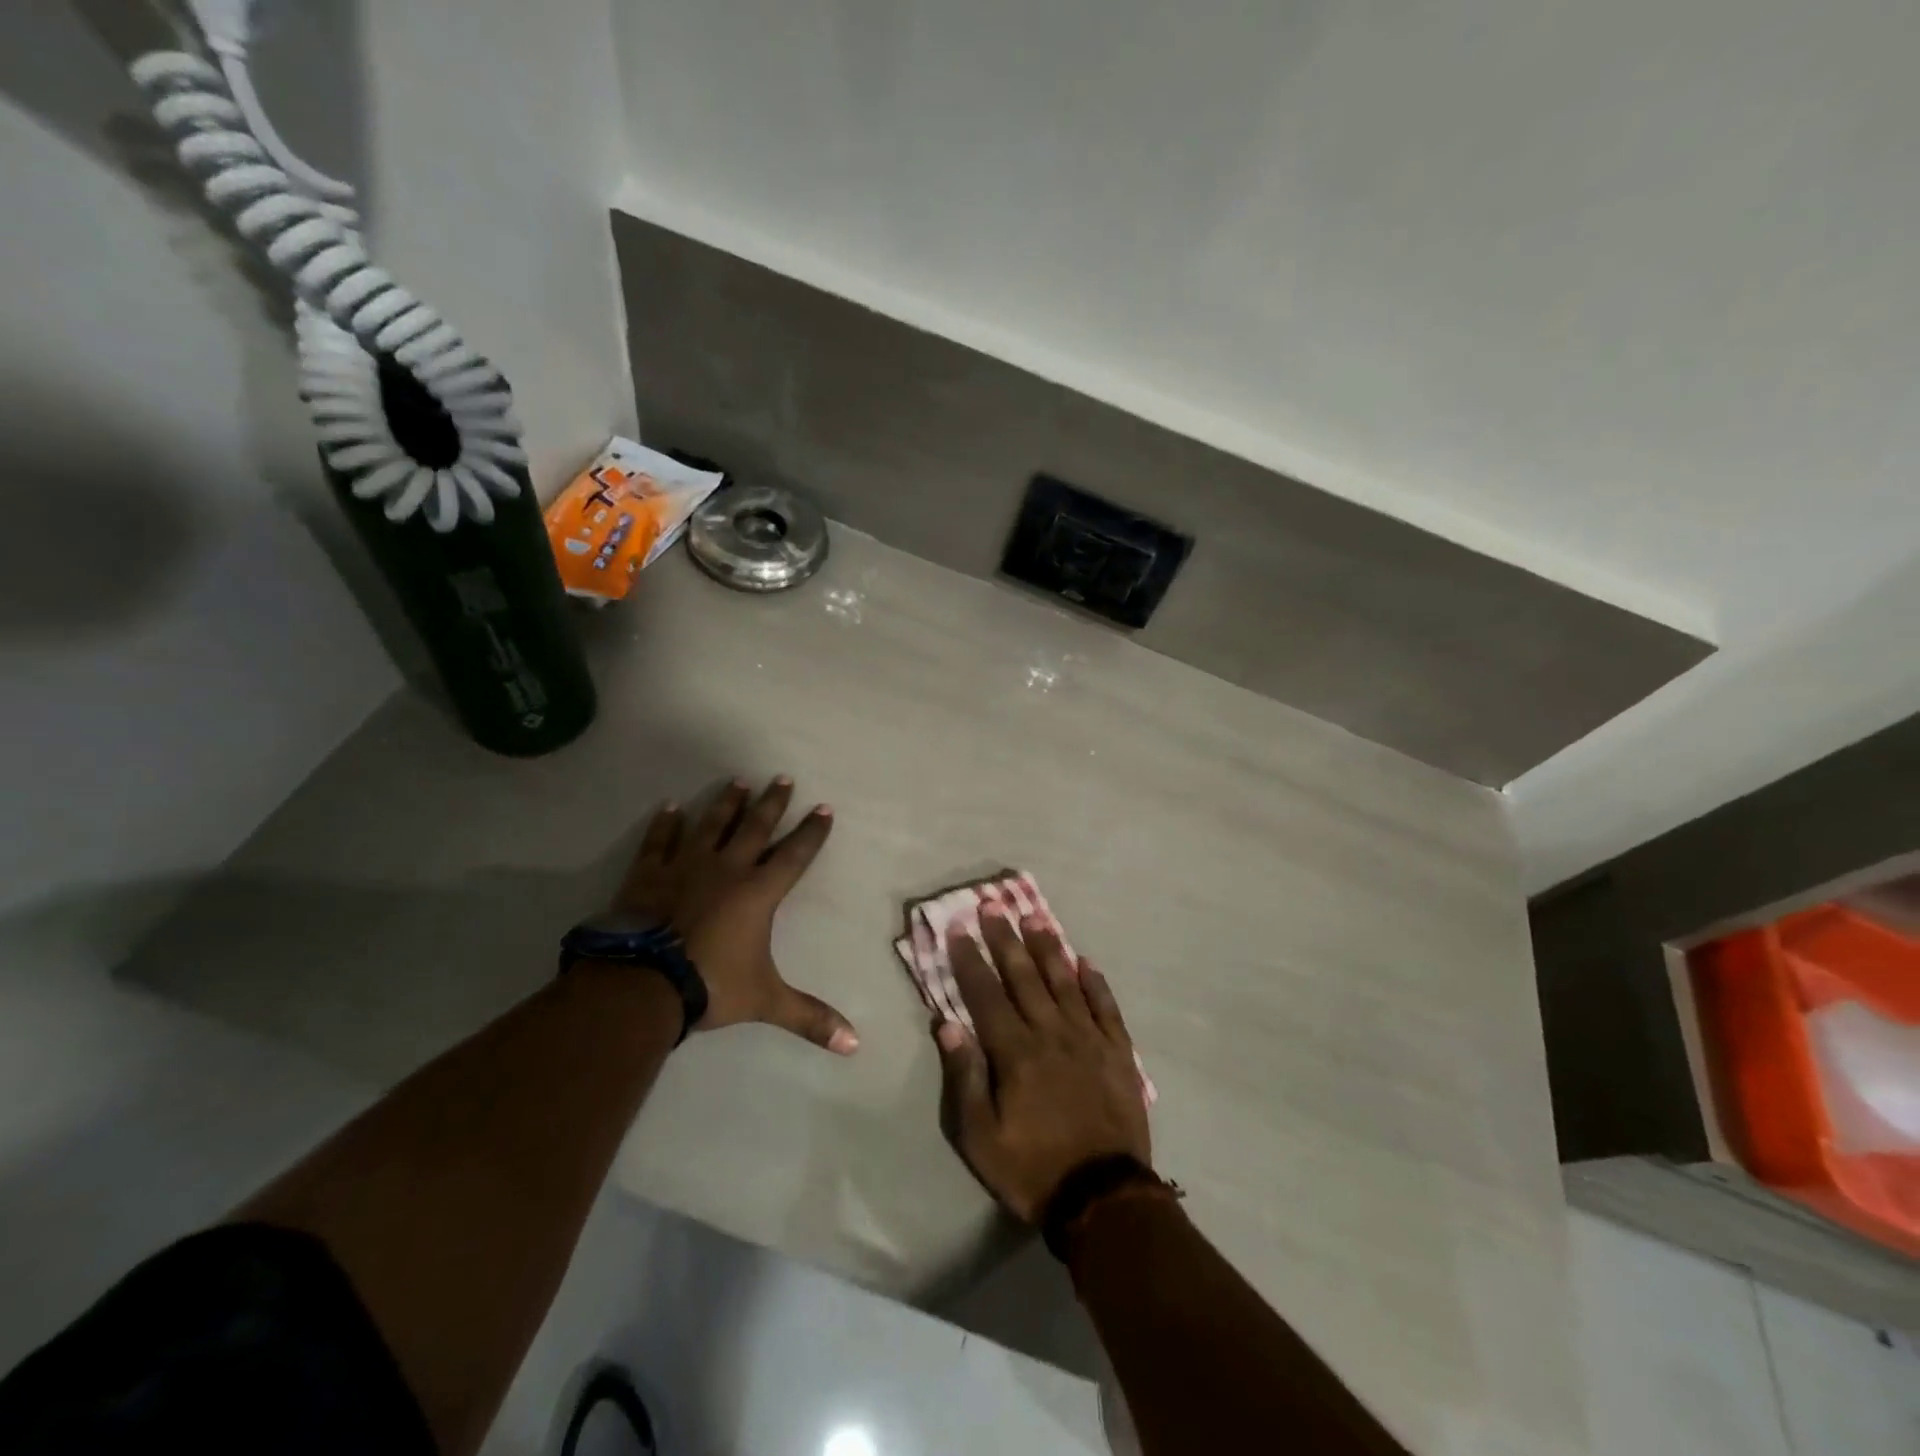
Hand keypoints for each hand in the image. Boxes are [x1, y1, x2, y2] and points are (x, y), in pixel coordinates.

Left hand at [610, 776, 857, 1054]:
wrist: (642, 984)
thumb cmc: (710, 985)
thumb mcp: (766, 1001)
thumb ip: (809, 1017)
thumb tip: (855, 1045)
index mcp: (758, 893)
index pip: (794, 855)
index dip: (811, 833)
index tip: (823, 808)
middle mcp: (727, 869)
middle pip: (755, 828)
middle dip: (772, 803)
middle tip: (782, 777)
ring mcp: (686, 867)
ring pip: (711, 825)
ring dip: (726, 803)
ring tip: (737, 781)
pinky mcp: (649, 874)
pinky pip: (660, 842)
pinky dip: (666, 824)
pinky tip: (670, 807)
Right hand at [935, 911, 1150, 1221]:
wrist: (1103, 1198)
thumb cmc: (1032, 1169)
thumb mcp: (980, 1136)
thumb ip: (964, 1076)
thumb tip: (946, 1023)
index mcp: (1015, 1052)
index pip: (986, 994)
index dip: (970, 960)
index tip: (959, 929)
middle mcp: (1051, 1033)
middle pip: (1024, 976)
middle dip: (1005, 939)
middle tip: (993, 905)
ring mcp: (1088, 1039)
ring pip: (1064, 982)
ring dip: (1047, 948)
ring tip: (1034, 917)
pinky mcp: (1118, 1052)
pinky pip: (1106, 1007)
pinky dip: (1095, 982)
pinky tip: (1085, 961)